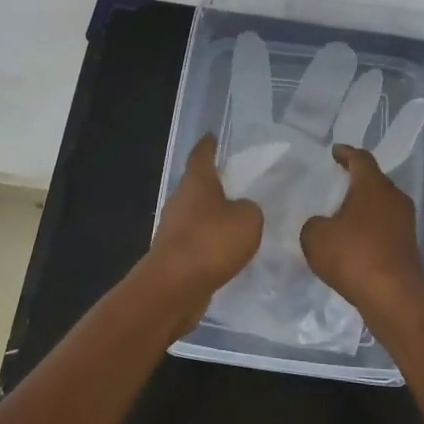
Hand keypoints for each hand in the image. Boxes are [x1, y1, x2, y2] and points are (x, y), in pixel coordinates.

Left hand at [148, 135, 263, 300]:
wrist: (174, 287)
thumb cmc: (211, 242)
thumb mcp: (248, 219)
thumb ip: (249, 209)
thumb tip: (241, 211)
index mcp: (196, 183)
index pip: (201, 155)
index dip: (208, 145)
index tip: (213, 136)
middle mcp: (180, 200)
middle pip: (198, 186)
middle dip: (215, 184)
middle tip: (239, 183)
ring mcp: (173, 229)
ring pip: (197, 215)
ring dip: (214, 217)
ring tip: (239, 220)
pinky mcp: (174, 255)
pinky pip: (197, 241)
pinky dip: (211, 242)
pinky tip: (228, 251)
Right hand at [300, 145, 423, 318]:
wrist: (393, 297)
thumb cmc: (353, 257)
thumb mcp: (315, 237)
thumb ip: (313, 224)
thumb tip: (323, 225)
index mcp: (373, 186)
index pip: (360, 159)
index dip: (346, 153)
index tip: (335, 152)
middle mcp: (394, 198)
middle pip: (374, 181)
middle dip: (355, 180)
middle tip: (336, 182)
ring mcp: (405, 223)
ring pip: (381, 205)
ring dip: (363, 207)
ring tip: (342, 213)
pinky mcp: (408, 246)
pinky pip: (385, 227)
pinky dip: (369, 229)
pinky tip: (354, 241)